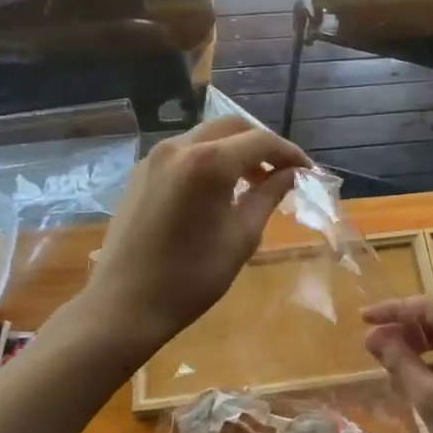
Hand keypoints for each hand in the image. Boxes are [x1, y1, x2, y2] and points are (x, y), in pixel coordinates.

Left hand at [81, 116, 310, 363]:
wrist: (123, 304)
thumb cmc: (191, 277)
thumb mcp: (242, 237)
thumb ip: (269, 196)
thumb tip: (292, 174)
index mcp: (208, 162)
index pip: (261, 141)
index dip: (290, 153)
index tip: (308, 172)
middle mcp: (180, 147)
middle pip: (233, 127)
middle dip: (262, 145)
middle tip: (282, 172)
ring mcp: (156, 157)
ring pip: (207, 135)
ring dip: (235, 149)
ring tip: (254, 181)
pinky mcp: (142, 171)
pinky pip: (185, 151)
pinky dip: (210, 158)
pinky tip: (219, 188)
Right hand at [362, 295, 432, 432]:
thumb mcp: (431, 399)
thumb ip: (401, 362)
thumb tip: (374, 337)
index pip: (428, 307)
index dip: (393, 310)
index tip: (363, 319)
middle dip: (406, 329)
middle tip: (374, 343)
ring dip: (421, 345)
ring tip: (391, 359)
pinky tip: (419, 378)